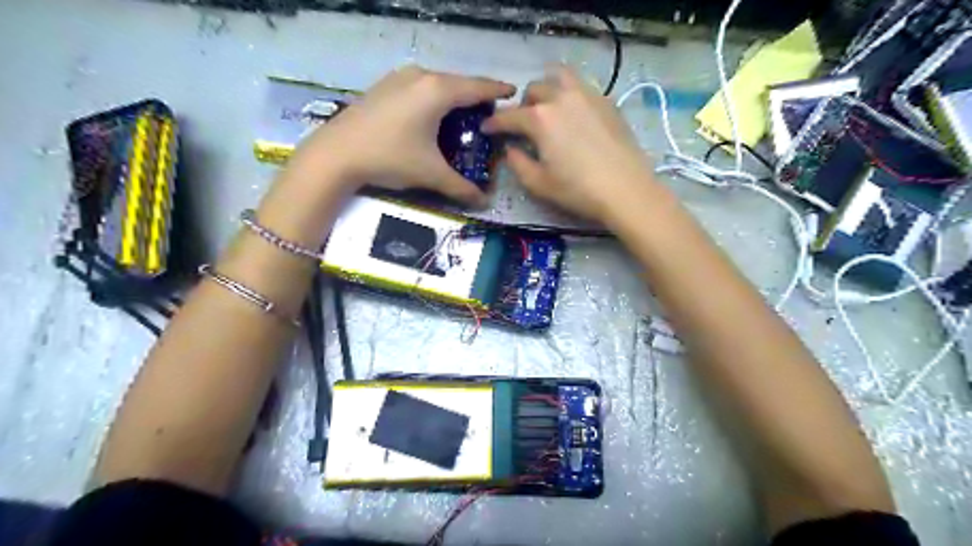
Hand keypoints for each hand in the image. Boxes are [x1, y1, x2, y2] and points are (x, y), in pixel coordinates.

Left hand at [289, 63, 516, 206]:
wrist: (336, 154)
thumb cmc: (390, 158)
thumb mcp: (430, 174)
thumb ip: (461, 187)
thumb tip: (484, 202)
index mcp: (438, 91)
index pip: (477, 87)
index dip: (498, 90)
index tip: (514, 93)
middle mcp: (421, 76)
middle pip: (458, 83)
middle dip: (476, 96)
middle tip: (489, 113)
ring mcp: (399, 78)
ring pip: (438, 83)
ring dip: (454, 97)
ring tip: (463, 115)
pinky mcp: (385, 86)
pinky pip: (420, 87)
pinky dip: (434, 98)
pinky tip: (432, 116)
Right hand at [484, 67, 656, 222]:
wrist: (626, 189)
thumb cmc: (578, 190)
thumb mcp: (539, 183)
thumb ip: (517, 163)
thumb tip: (511, 149)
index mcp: (539, 118)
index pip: (509, 116)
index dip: (494, 123)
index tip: (487, 128)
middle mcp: (561, 97)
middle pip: (534, 90)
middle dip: (523, 105)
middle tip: (523, 125)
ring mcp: (587, 95)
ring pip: (560, 77)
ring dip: (547, 89)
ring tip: (548, 108)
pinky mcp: (606, 101)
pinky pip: (581, 87)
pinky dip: (570, 94)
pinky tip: (574, 115)